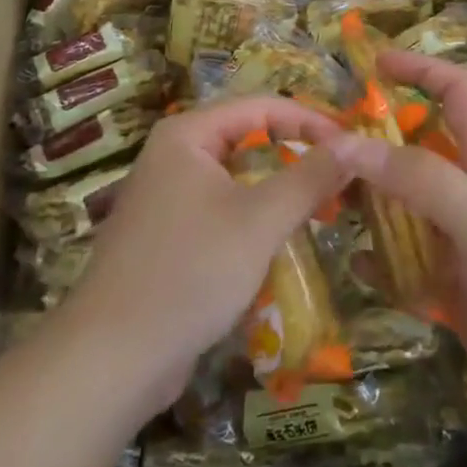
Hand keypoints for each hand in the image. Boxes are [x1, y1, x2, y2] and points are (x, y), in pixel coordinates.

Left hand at [57, 96, 351, 421]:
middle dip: (297, 154)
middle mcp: (173, 155)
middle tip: (343, 177)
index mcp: (187, 134)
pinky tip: (282, 240)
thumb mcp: (260, 220)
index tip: (352, 147)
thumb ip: (310, 177)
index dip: (310, 121)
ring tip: (323, 206)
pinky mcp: (168, 237)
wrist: (111, 359)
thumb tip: (355, 144)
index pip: (261, 107)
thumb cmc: (190, 272)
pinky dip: (255, 217)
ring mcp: (167, 197)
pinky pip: (222, 209)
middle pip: (248, 138)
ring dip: (279, 188)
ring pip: (237, 177)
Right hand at [326, 53, 466, 434]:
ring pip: (404, 208)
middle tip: (324, 146)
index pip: (455, 91)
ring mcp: (462, 242)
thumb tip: (343, 142)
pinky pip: (405, 265)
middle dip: (375, 143)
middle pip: (416, 151)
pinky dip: (380, 262)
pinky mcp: (454, 288)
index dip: (419, 70)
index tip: (373, 64)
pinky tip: (355, 266)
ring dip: (370, 203)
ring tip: (325, 200)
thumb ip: (415, 177)